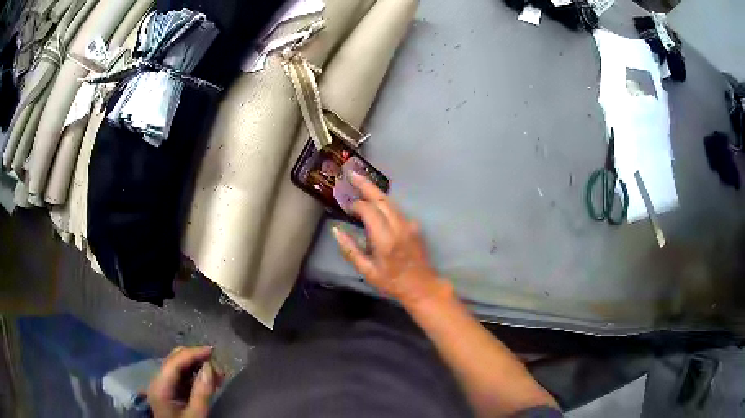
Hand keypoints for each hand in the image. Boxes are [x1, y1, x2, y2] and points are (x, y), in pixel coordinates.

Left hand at [148, 346, 221, 417]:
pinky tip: (208, 380)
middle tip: (218, 366)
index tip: (213, 351)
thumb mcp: (196, 415)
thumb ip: (202, 392)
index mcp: (160, 386)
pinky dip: (194, 375)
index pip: (175, 361)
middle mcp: (158, 381)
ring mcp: (162, 385)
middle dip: (196, 358)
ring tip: (217, 375)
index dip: (193, 353)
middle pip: (174, 360)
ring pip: (178, 366)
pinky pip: (181, 376)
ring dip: (197, 366)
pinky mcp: (168, 391)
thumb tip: (210, 367)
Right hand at [332, 172, 451, 307]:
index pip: (369, 211)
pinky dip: (384, 203)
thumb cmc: (392, 281)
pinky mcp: (414, 226)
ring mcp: (409, 224)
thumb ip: (350, 250)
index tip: (347, 207)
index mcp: (385, 239)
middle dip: (366, 185)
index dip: (356, 205)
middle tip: (352, 173)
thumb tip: (336, 231)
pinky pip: (396, 210)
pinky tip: (376, 203)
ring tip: (361, 183)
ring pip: (390, 202)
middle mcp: (398, 227)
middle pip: (381, 199)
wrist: (421, 285)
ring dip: (375, 192)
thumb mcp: (367, 270)